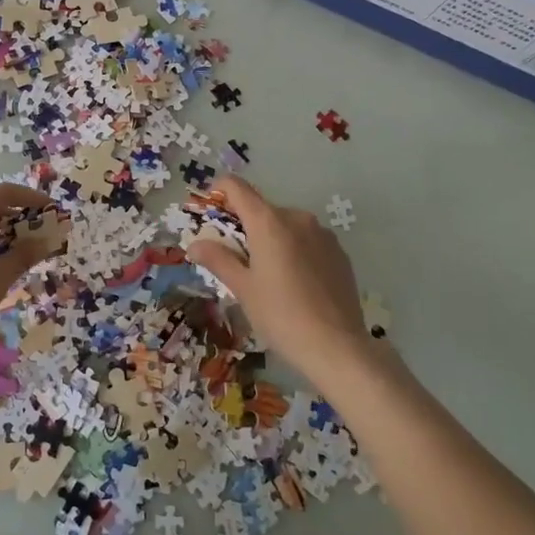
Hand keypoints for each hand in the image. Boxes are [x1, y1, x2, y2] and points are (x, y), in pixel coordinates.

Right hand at [186, 176, 394, 387]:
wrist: (337, 346)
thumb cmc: (280, 315)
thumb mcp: (243, 288)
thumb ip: (218, 259)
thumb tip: (195, 244)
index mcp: (269, 222)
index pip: (237, 188)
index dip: (220, 191)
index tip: (210, 209)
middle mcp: (297, 218)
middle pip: (262, 209)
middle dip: (245, 226)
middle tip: (235, 258)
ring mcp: (322, 234)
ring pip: (286, 226)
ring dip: (271, 239)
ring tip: (267, 275)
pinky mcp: (340, 252)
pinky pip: (308, 241)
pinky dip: (294, 251)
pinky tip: (295, 283)